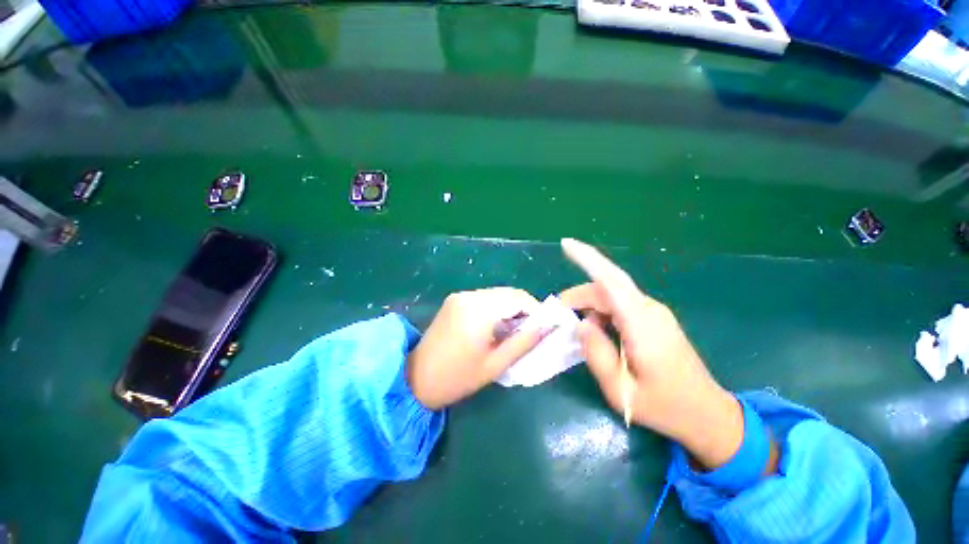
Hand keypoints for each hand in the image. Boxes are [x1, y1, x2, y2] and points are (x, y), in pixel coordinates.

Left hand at [407, 288, 548, 409]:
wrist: (416, 378)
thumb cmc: (457, 378)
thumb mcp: (496, 364)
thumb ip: (524, 343)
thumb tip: (547, 327)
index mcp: (479, 310)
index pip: (518, 298)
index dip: (536, 310)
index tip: (544, 327)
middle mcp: (469, 296)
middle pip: (508, 293)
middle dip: (524, 309)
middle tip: (531, 330)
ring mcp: (460, 296)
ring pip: (497, 294)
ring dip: (511, 308)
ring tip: (515, 330)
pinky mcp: (455, 300)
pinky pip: (484, 298)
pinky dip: (497, 307)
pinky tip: (496, 325)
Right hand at [559, 238, 744, 469]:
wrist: (707, 414)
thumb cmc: (664, 406)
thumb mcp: (620, 389)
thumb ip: (596, 353)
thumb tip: (582, 324)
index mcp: (641, 325)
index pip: (611, 281)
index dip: (588, 259)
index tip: (566, 244)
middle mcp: (650, 310)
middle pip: (607, 287)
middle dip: (579, 294)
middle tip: (559, 313)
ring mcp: (654, 312)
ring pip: (612, 295)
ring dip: (589, 304)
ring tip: (575, 326)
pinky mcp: (654, 318)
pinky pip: (621, 304)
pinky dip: (601, 311)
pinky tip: (596, 329)